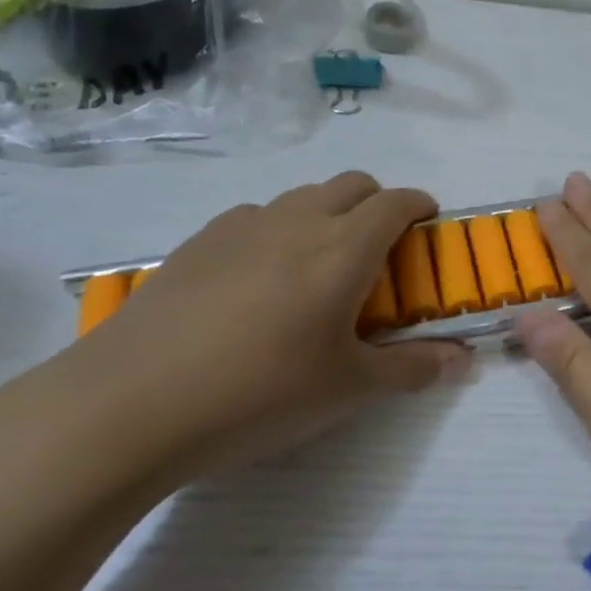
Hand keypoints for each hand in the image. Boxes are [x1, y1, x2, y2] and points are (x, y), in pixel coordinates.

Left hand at [30, 173, 470, 482]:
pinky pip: (254, 218)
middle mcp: (296, 222)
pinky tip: (257, 283)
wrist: (127, 407)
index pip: (396, 203)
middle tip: (380, 251)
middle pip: (351, 184)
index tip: (429, 224)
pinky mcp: (195, 244)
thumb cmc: (258, 394)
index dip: (420, 205)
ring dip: (326, 214)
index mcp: (343, 249)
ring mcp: (240, 227)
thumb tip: (464, 361)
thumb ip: (413, 368)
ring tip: (317, 269)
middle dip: (377, 203)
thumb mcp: (347, 389)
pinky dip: (276, 231)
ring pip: (301, 197)